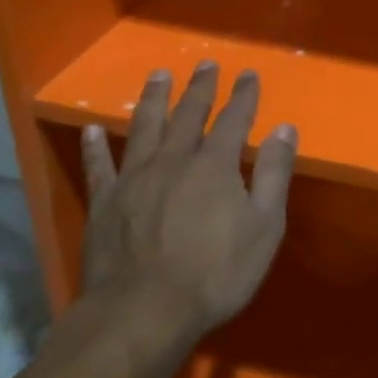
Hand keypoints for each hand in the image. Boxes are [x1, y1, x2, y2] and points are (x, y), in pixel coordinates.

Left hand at [79, 61, 295, 340]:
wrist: (142, 314)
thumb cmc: (214, 274)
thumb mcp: (264, 227)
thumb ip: (274, 174)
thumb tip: (285, 128)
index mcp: (215, 165)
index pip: (234, 119)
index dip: (243, 96)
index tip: (248, 74)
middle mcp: (174, 160)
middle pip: (188, 115)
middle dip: (200, 88)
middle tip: (204, 64)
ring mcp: (134, 179)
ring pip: (145, 128)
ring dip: (154, 99)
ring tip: (159, 75)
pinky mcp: (105, 203)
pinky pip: (99, 166)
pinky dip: (95, 146)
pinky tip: (92, 129)